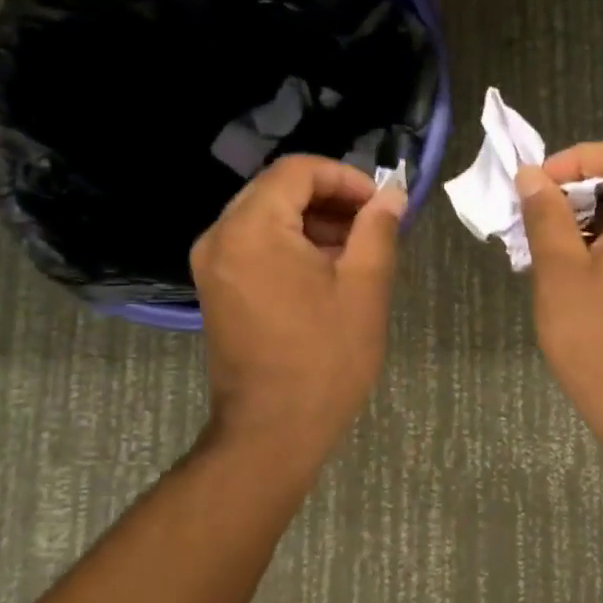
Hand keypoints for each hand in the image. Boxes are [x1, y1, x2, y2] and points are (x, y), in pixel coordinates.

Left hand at [191, 155, 406, 472]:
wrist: (272, 432)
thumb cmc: (324, 358)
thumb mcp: (364, 287)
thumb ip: (378, 229)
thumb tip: (391, 196)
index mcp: (252, 228)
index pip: (298, 170)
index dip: (345, 177)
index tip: (380, 205)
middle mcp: (220, 236)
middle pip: (278, 189)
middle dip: (330, 199)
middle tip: (373, 225)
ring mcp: (212, 263)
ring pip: (267, 216)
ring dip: (312, 221)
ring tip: (356, 250)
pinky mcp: (216, 287)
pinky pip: (255, 244)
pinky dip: (291, 244)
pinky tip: (325, 271)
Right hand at [516, 142, 602, 440]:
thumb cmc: (598, 338)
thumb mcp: (560, 271)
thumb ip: (546, 215)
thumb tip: (531, 176)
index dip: (576, 159)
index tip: (539, 187)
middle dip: (580, 188)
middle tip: (539, 217)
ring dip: (591, 216)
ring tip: (551, 244)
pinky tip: (576, 267)